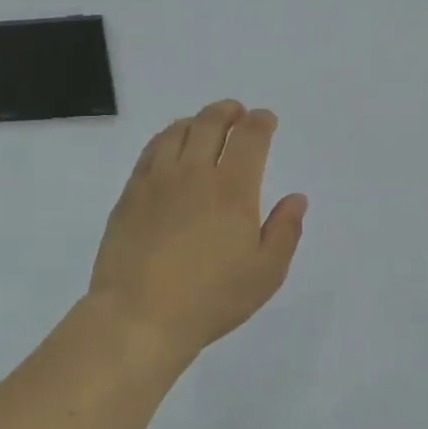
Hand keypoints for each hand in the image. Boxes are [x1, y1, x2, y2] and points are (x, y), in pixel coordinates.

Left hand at [89, 100, 307, 363]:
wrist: (139, 316)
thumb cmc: (210, 299)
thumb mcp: (265, 274)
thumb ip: (284, 231)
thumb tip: (296, 198)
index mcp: (233, 190)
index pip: (250, 137)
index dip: (261, 122)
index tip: (266, 120)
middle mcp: (194, 174)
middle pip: (210, 123)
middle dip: (228, 112)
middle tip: (237, 113)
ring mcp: (157, 181)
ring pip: (177, 132)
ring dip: (196, 121)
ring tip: (204, 125)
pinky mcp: (131, 194)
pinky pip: (151, 151)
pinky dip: (166, 137)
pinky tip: (170, 146)